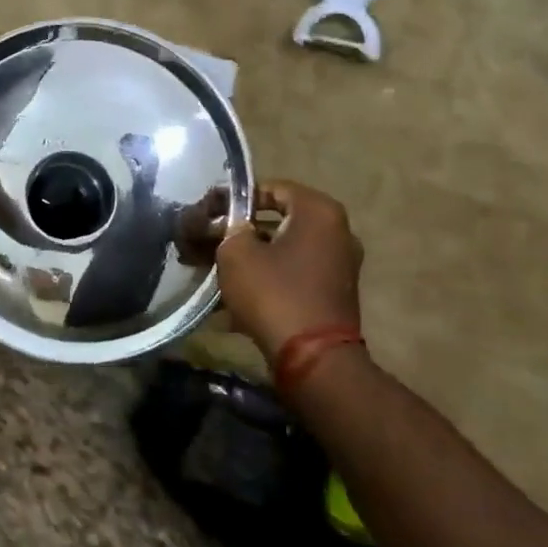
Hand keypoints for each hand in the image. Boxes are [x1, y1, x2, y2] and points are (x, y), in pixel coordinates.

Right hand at [215, 181, 362, 358]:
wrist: (313, 358)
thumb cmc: (274, 293)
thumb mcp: (236, 254)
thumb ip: (229, 230)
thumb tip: (231, 227)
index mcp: (319, 211)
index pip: (271, 188)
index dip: (236, 199)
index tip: (210, 213)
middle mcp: (337, 232)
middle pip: (278, 221)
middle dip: (241, 232)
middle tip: (208, 242)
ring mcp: (339, 264)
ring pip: (284, 250)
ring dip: (251, 258)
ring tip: (215, 271)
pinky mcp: (333, 293)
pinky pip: (292, 275)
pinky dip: (267, 279)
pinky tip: (234, 297)